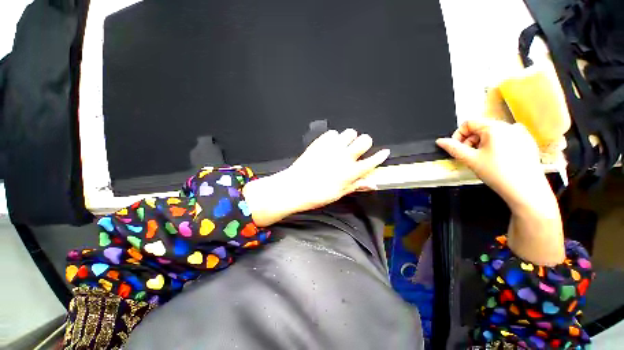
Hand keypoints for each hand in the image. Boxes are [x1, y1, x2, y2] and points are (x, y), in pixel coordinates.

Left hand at [243, 129, 389, 226]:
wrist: (295, 187)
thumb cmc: (318, 194)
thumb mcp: (339, 193)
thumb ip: (356, 185)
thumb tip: (371, 183)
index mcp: (351, 171)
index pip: (372, 161)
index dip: (380, 156)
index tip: (384, 153)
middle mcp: (344, 156)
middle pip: (365, 140)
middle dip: (364, 143)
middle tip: (358, 150)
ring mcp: (332, 147)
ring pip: (350, 132)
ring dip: (349, 139)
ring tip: (343, 146)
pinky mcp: (320, 142)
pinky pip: (332, 133)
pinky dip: (334, 138)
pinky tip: (329, 146)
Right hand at [436, 120, 564, 265]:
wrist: (530, 196)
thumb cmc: (499, 177)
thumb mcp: (471, 162)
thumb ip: (452, 149)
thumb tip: (437, 142)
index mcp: (497, 128)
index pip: (469, 121)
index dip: (458, 133)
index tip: (455, 148)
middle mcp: (510, 128)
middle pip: (479, 127)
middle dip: (467, 141)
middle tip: (465, 157)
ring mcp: (519, 137)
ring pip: (489, 135)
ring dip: (478, 146)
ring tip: (477, 162)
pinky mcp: (523, 147)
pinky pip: (500, 141)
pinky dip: (490, 149)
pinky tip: (491, 164)